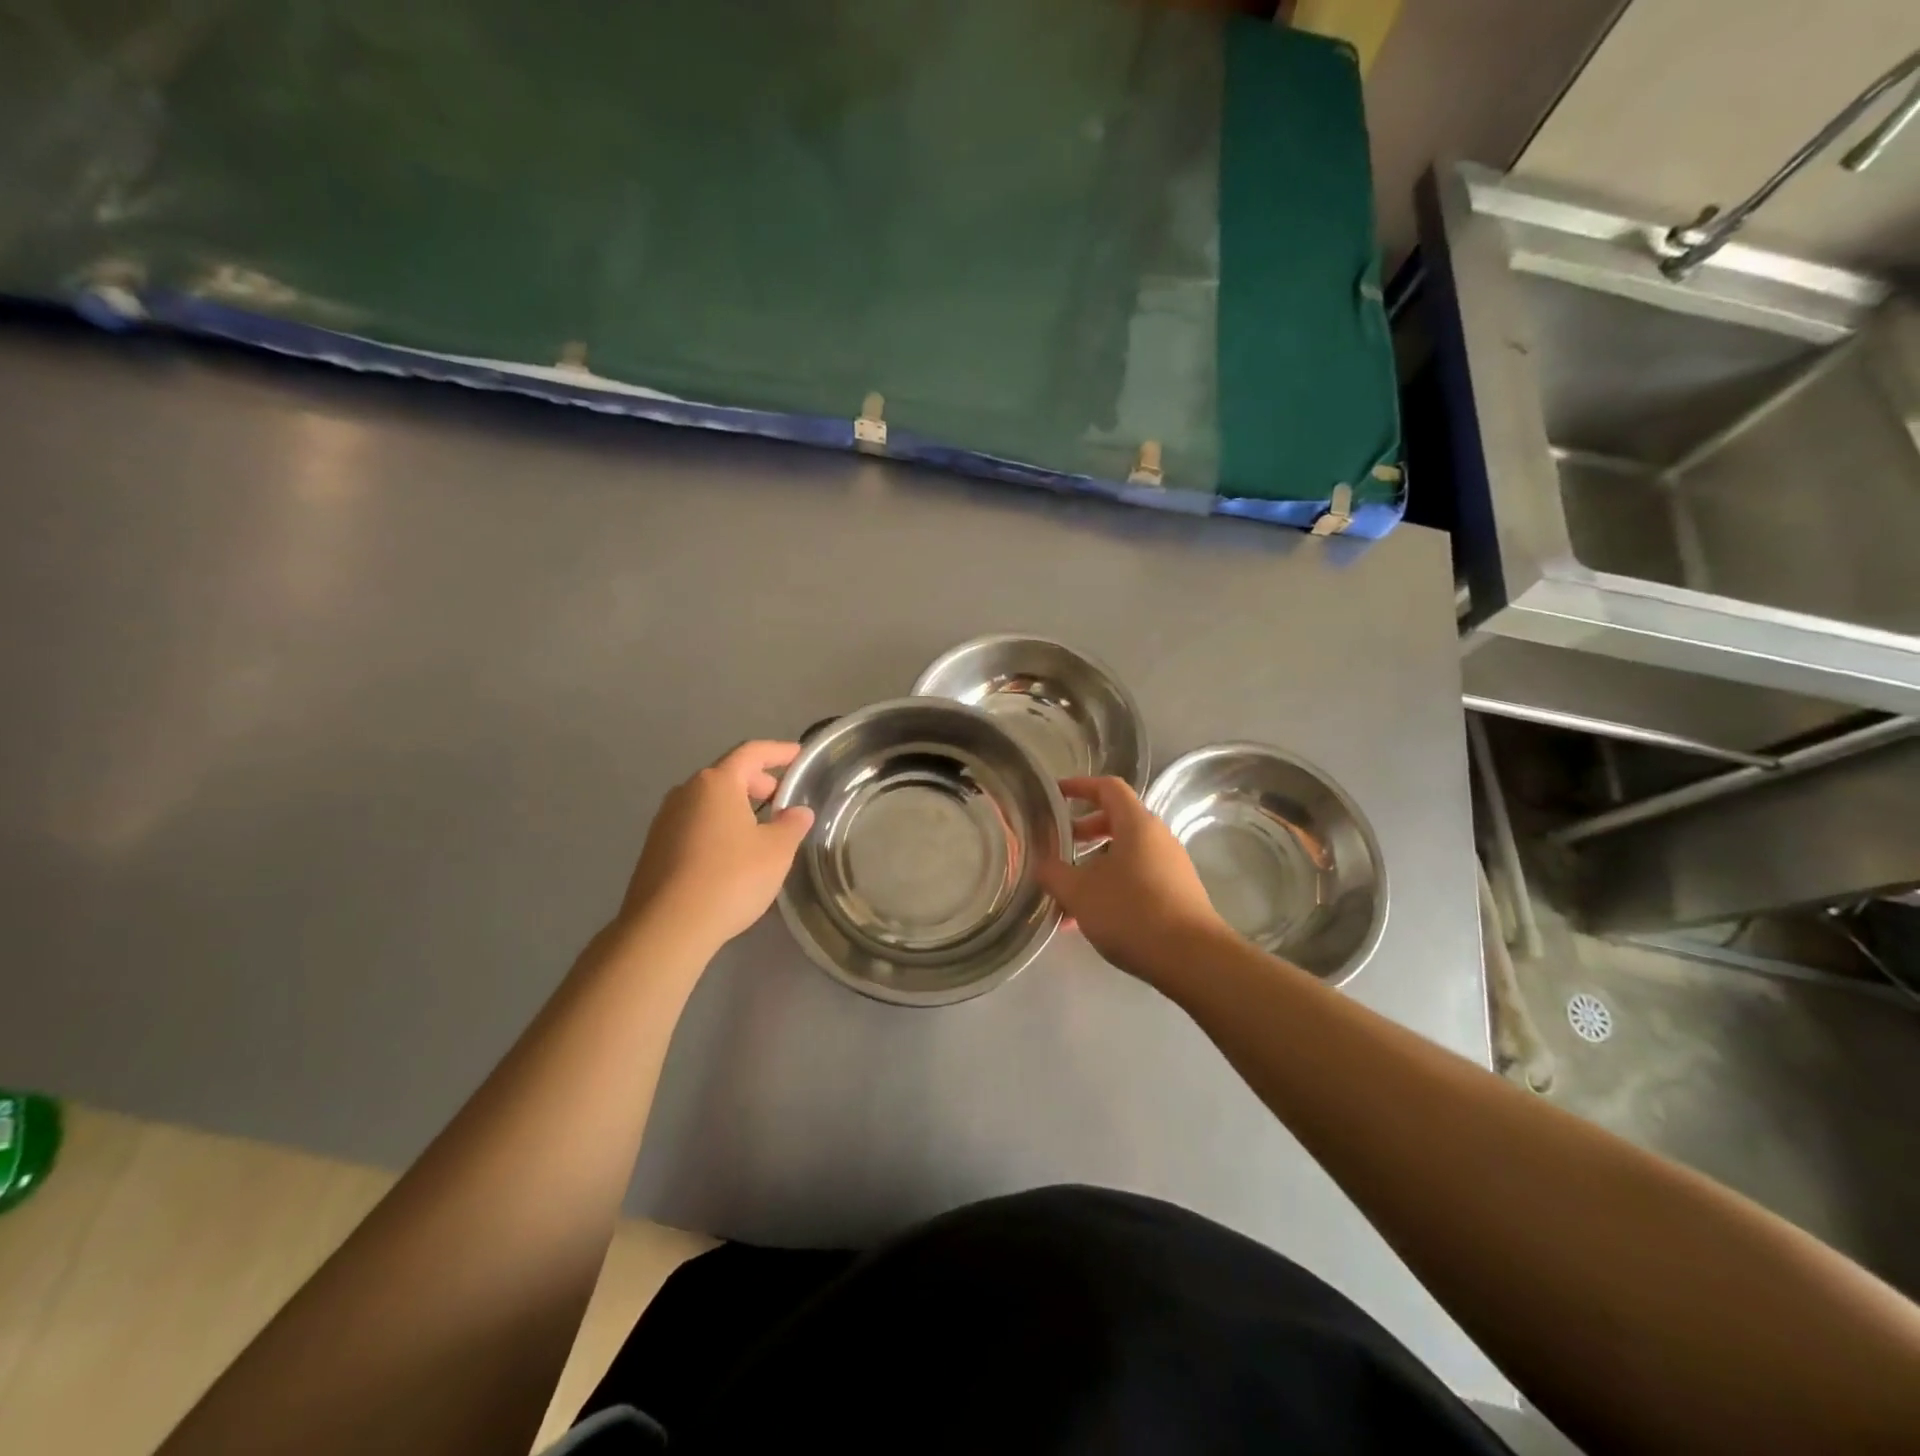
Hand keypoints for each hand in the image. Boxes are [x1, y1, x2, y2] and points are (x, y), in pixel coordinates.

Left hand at [619, 741, 814, 952]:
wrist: (667, 928)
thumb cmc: (730, 879)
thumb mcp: (775, 851)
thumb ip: (791, 825)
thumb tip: (798, 812)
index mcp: (716, 783)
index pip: (751, 752)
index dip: (778, 751)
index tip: (798, 755)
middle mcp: (686, 792)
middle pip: (727, 775)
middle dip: (758, 782)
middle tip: (782, 800)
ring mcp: (665, 820)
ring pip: (708, 802)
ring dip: (736, 807)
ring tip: (760, 829)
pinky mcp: (655, 848)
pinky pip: (694, 824)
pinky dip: (717, 827)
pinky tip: (731, 854)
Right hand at [1037, 776, 1227, 986]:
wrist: (1192, 959)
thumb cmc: (1131, 912)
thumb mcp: (1079, 893)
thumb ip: (1054, 874)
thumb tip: (1041, 865)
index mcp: (1137, 824)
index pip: (1108, 787)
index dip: (1080, 786)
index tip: (1056, 793)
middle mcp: (1158, 838)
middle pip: (1118, 821)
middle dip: (1085, 831)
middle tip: (1059, 846)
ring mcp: (1171, 867)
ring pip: (1125, 854)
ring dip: (1095, 866)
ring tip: (1068, 893)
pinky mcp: (1177, 894)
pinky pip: (1137, 878)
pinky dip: (1111, 887)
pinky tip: (1090, 920)